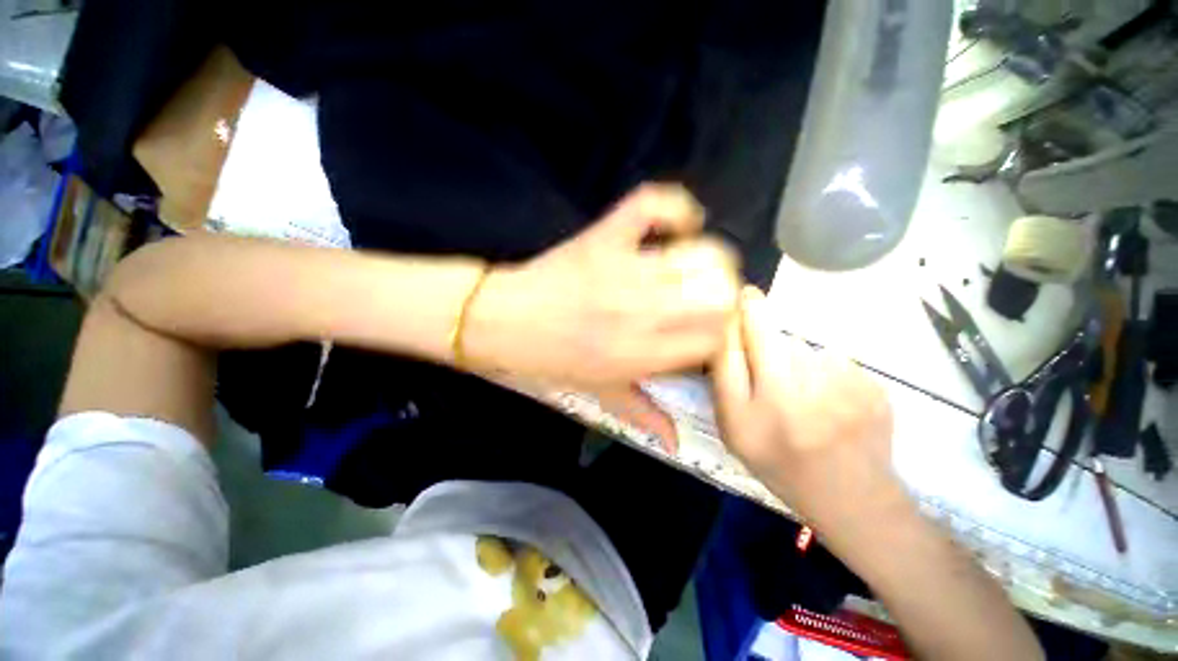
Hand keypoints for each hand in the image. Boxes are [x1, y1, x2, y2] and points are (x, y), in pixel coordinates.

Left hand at [466, 184, 741, 449]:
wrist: (501, 321)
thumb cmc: (549, 360)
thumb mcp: (598, 393)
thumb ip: (643, 413)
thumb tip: (676, 441)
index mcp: (642, 356)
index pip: (715, 338)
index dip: (721, 331)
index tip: (709, 326)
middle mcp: (643, 313)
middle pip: (720, 293)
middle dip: (724, 293)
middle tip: (705, 295)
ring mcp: (624, 270)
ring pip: (702, 254)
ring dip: (708, 259)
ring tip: (692, 266)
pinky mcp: (604, 237)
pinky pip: (652, 206)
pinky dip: (675, 209)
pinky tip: (679, 224)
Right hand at [710, 287, 900, 531]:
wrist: (852, 500)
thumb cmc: (779, 464)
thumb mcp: (734, 429)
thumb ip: (726, 378)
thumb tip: (731, 330)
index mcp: (760, 406)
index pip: (742, 340)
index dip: (743, 312)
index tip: (744, 294)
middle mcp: (800, 392)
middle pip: (775, 337)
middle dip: (767, 342)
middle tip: (773, 379)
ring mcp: (845, 388)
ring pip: (806, 348)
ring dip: (797, 361)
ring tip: (804, 398)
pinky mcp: (874, 388)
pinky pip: (836, 360)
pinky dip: (827, 373)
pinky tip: (831, 402)